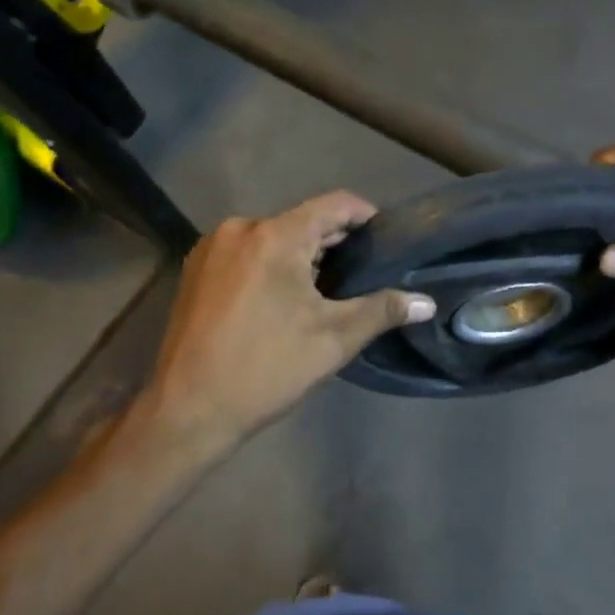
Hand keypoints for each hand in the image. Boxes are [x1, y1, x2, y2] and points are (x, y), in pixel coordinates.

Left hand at [145, 192, 435, 443]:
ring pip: (273, 237)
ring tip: (325, 291)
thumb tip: (427, 302)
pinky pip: (246, 252)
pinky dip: (271, 265)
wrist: (186, 411)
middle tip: (361, 276)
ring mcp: (212, 247)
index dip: (366, 217)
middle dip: (334, 244)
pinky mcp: (195, 269)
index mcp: (274, 235)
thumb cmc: (265, 370)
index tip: (385, 243)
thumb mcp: (332, 340)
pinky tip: (282, 300)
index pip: (334, 204)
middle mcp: (240, 228)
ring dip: (302, 256)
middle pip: (302, 221)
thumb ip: (382, 310)